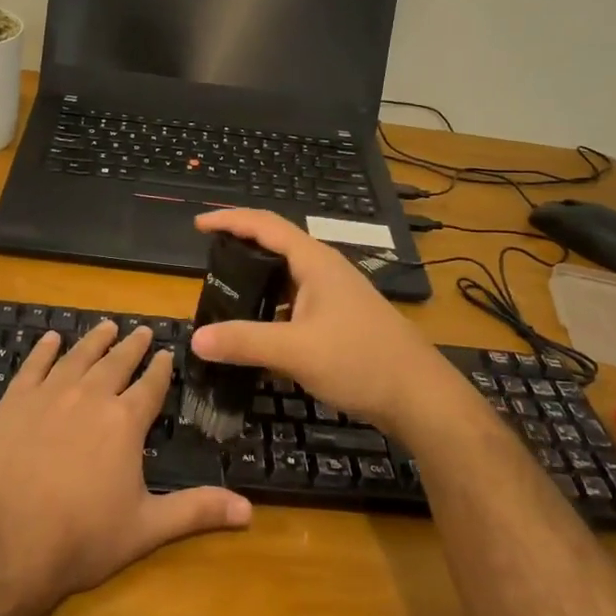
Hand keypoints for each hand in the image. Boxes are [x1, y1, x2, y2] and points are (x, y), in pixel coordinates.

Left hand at [0, 321, 252, 611]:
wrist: (6, 545)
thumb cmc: (82, 538)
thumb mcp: (146, 528)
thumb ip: (196, 511)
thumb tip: (250, 511)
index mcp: (125, 422)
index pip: (150, 385)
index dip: (161, 368)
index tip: (167, 352)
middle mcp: (90, 397)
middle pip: (116, 363)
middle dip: (132, 346)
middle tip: (142, 330)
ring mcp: (49, 396)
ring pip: (77, 357)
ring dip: (94, 340)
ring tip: (106, 326)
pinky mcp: (13, 403)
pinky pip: (32, 367)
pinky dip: (43, 350)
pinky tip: (50, 339)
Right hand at [188, 208, 460, 436]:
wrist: (419, 396)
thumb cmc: (359, 360)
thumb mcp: (295, 350)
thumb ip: (244, 341)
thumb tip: (197, 338)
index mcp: (315, 262)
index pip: (266, 225)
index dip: (230, 220)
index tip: (199, 225)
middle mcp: (325, 271)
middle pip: (276, 246)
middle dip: (241, 247)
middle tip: (208, 262)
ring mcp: (335, 296)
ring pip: (287, 277)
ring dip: (257, 280)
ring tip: (226, 294)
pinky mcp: (340, 320)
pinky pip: (296, 303)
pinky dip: (272, 308)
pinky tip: (259, 331)